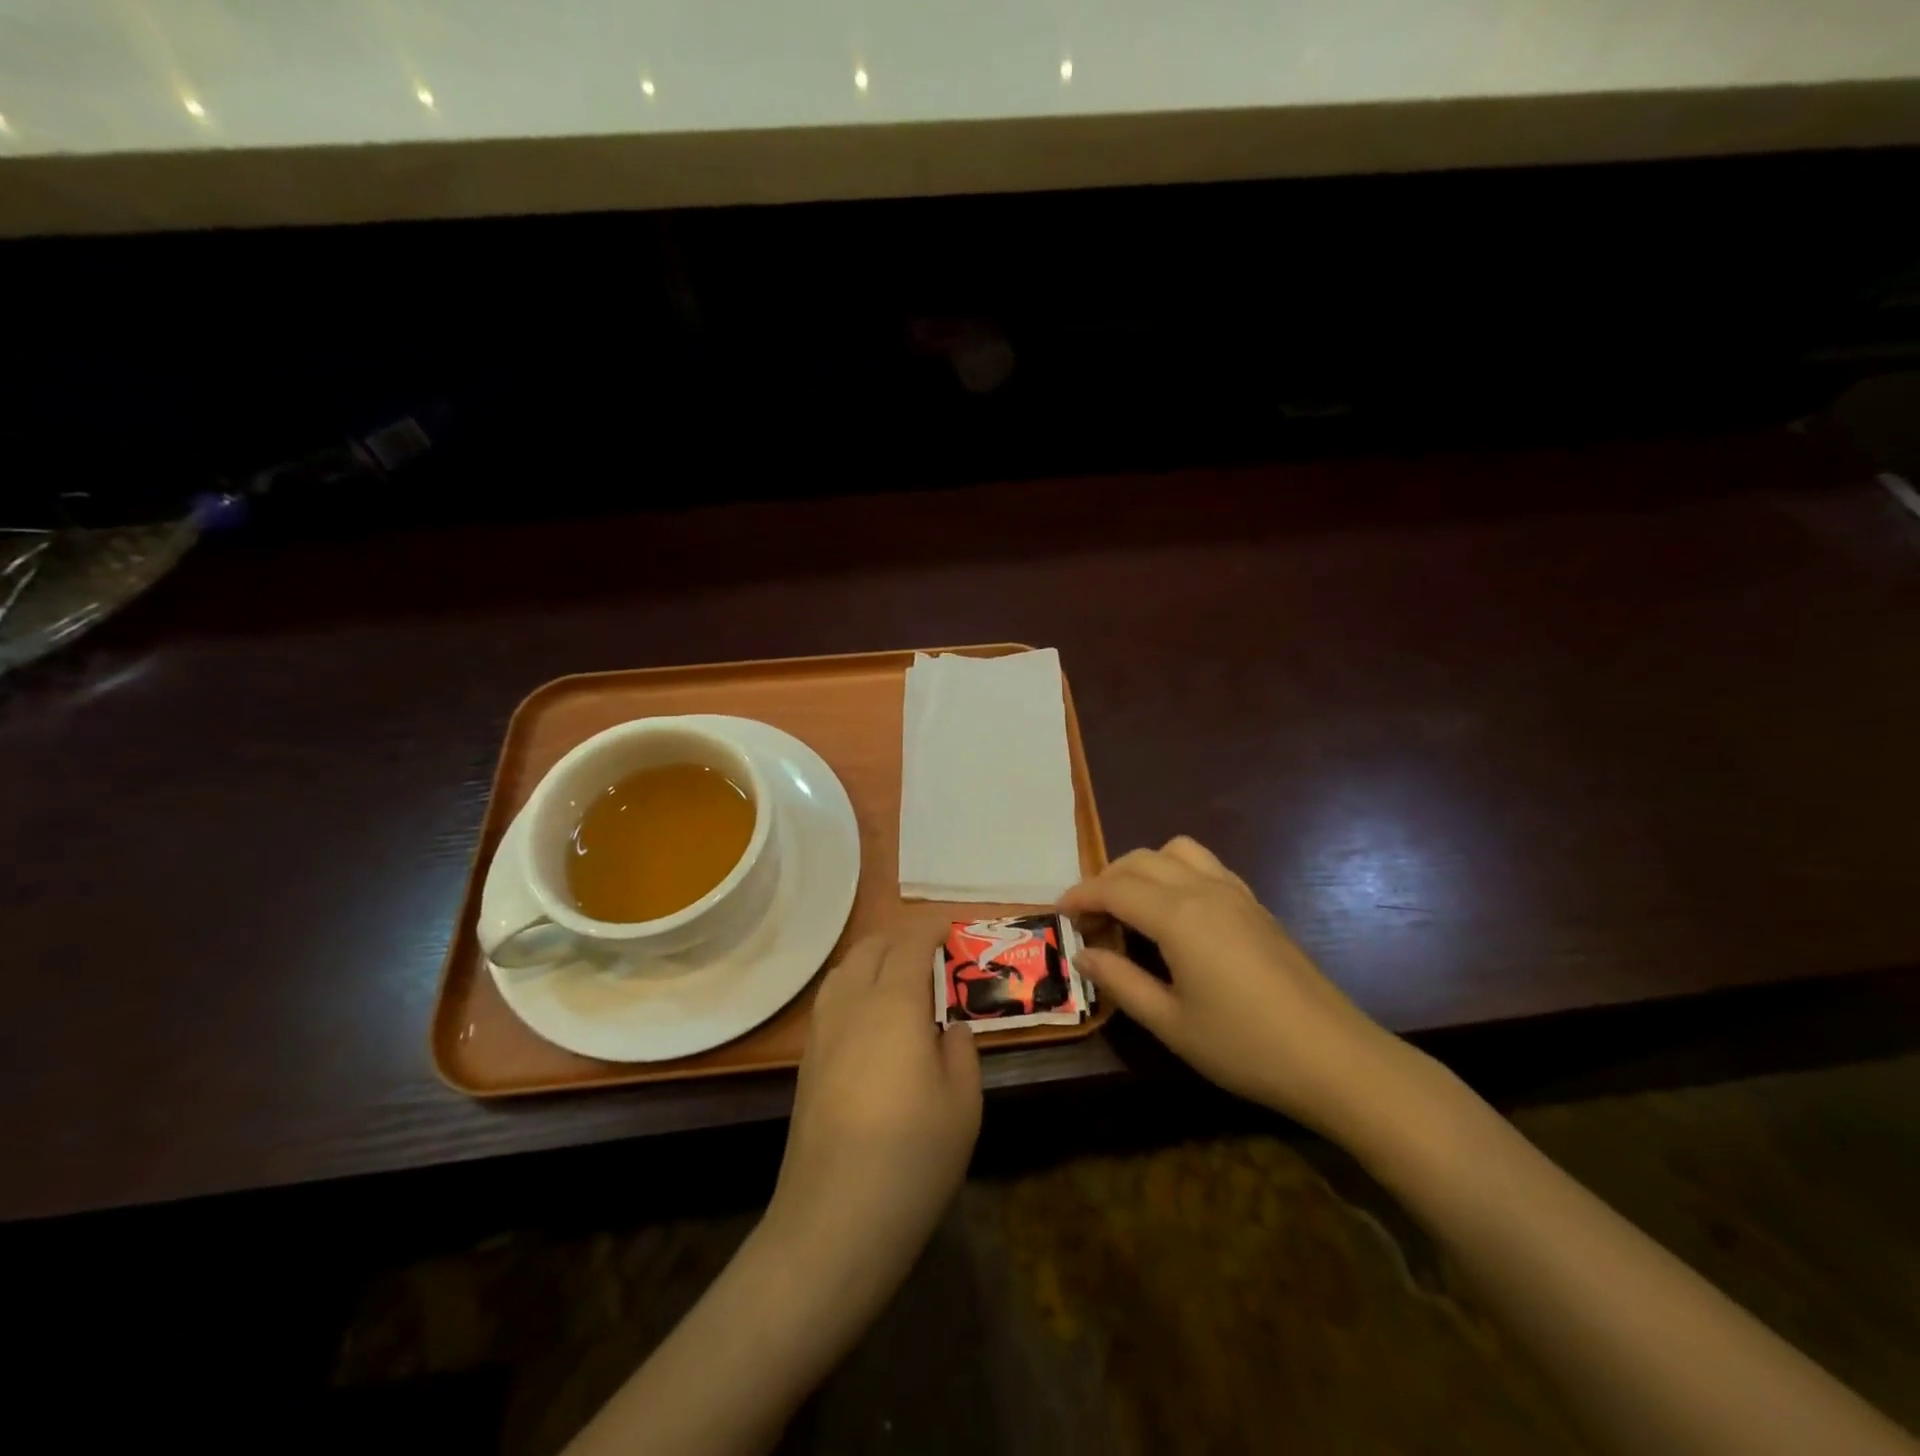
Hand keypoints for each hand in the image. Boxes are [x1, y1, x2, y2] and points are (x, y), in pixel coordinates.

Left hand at [767, 933, 981, 1295]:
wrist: (834, 1220)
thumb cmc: (912, 1157)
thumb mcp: (963, 1103)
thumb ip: (960, 1050)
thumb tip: (947, 1026)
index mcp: (894, 1003)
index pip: (910, 943)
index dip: (931, 927)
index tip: (952, 926)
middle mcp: (852, 1004)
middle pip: (871, 947)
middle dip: (902, 937)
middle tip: (933, 951)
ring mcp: (823, 1031)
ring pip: (844, 969)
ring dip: (873, 957)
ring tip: (900, 975)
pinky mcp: (807, 1061)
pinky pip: (832, 998)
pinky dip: (854, 984)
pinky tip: (871, 1015)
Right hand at [1060, 837, 1417, 1139]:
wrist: (1334, 1058)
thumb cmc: (1244, 1046)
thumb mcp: (1171, 1023)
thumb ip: (1121, 982)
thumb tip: (1084, 954)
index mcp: (1178, 915)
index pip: (1114, 887)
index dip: (1080, 895)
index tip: (1058, 913)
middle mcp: (1204, 889)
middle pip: (1140, 861)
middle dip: (1106, 880)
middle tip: (1089, 918)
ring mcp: (1235, 893)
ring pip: (1175, 852)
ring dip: (1142, 867)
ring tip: (1130, 906)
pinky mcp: (1256, 904)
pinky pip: (1205, 865)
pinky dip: (1175, 872)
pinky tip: (1175, 913)